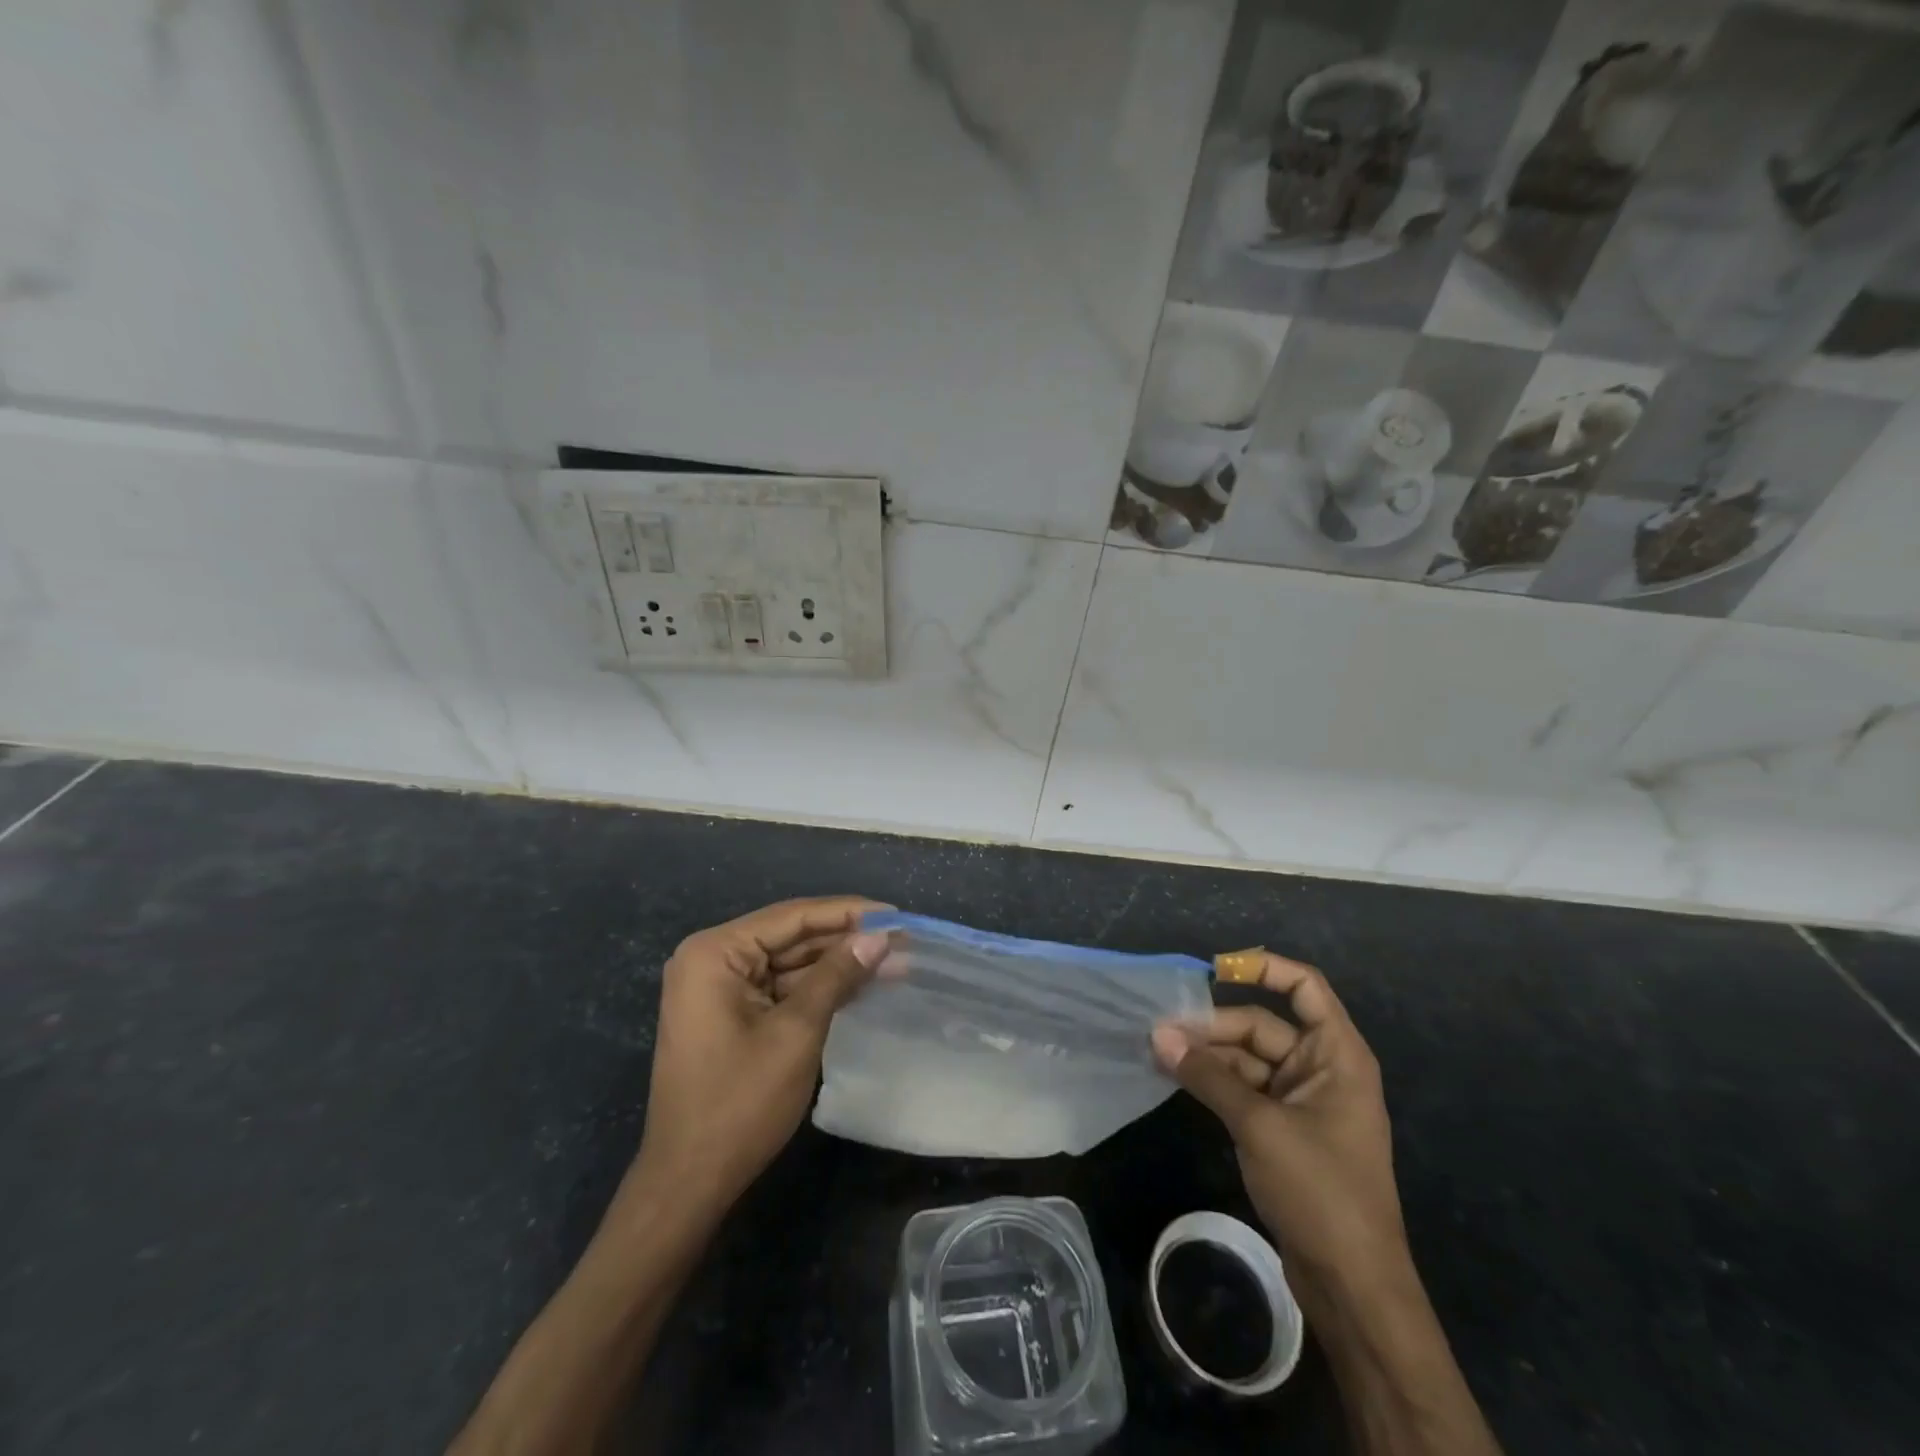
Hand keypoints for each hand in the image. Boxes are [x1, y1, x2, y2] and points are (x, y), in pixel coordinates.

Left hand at [624, 897, 888, 1224]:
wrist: (689, 1183)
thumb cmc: (740, 1103)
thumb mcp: (797, 1032)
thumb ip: (836, 975)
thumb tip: (879, 936)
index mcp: (715, 953)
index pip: (792, 917)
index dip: (848, 912)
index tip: (896, 914)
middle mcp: (712, 959)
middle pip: (791, 936)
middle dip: (846, 940)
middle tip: (901, 940)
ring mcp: (719, 988)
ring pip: (790, 962)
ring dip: (837, 964)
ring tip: (893, 961)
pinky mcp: (730, 1014)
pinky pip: (781, 987)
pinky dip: (819, 987)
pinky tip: (860, 984)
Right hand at [1152, 951, 1409, 1312]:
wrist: (1352, 1285)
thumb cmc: (1320, 1189)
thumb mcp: (1259, 1125)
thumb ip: (1208, 1075)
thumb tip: (1158, 1034)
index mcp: (1337, 1054)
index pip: (1305, 987)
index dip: (1264, 967)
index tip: (1215, 968)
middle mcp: (1321, 1068)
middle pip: (1262, 1025)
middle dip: (1214, 1026)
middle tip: (1161, 1031)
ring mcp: (1302, 1100)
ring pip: (1247, 1058)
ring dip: (1208, 1055)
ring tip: (1159, 1052)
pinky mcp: (1283, 1129)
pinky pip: (1244, 1088)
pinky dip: (1214, 1082)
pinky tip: (1178, 1078)